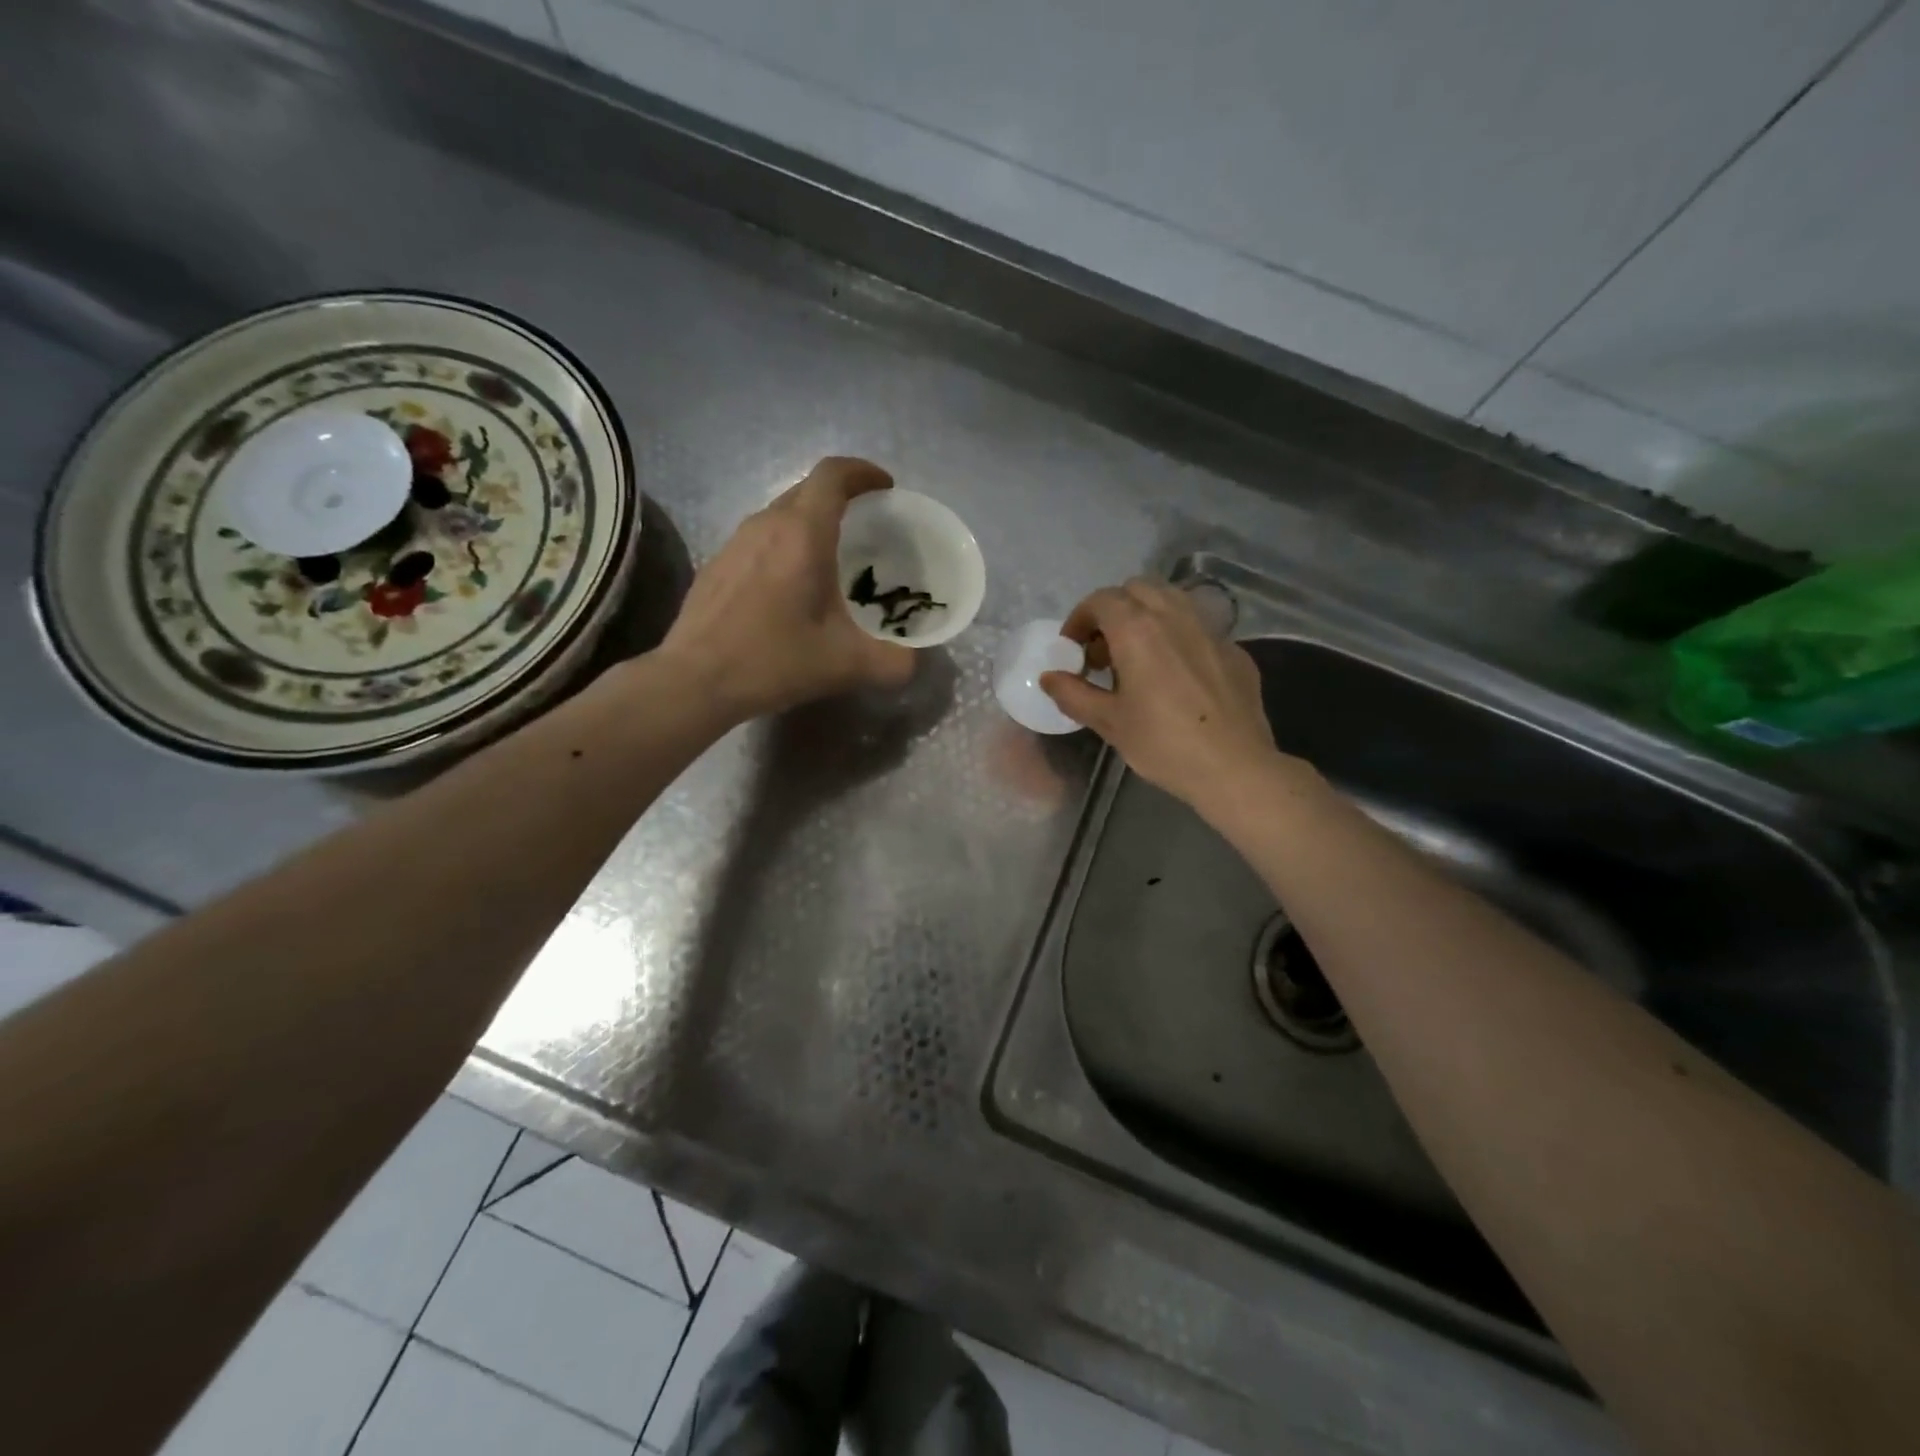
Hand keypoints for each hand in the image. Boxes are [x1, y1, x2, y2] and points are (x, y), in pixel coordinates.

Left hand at [658, 457, 914, 721]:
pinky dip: (784, 546)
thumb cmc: (774, 660)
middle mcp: (766, 525)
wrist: (696, 680)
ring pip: (780, 514)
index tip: (885, 488)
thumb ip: (893, 662)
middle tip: (866, 526)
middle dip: (841, 498)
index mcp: (803, 534)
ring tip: (830, 558)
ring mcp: (735, 542)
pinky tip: (788, 588)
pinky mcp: (717, 565)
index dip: (863, 472)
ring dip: (810, 523)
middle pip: (807, 490)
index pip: (833, 475)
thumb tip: (912, 663)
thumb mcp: (847, 665)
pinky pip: (759, 539)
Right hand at [1041, 579, 1285, 814]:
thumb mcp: (1109, 722)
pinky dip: (1177, 636)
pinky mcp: (1234, 649)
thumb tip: (1049, 677)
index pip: (1101, 600)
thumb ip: (1073, 694)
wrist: (1235, 767)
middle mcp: (1175, 616)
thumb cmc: (1163, 743)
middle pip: (1137, 589)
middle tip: (1104, 651)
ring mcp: (1210, 629)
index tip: (1072, 649)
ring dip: (1147, 616)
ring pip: (1172, 600)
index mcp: (1138, 629)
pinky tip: (1177, 675)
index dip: (1080, 619)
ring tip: (1139, 657)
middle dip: (1113, 611)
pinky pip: (1198, 627)